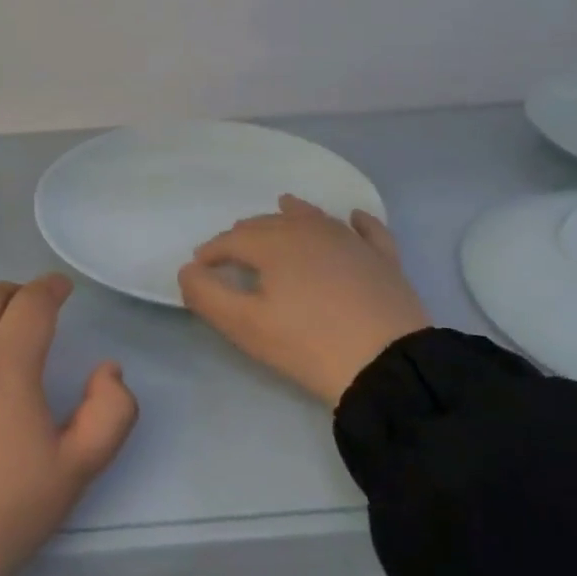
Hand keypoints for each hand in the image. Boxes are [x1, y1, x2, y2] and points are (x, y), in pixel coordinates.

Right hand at [178, 195, 429, 405]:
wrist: (388, 364)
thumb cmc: (308, 344)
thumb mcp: (245, 326)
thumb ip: (207, 295)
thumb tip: (188, 270)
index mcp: (274, 244)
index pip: (232, 240)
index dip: (211, 252)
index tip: (199, 268)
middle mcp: (311, 231)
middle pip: (269, 224)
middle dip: (245, 233)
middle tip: (232, 250)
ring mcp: (351, 241)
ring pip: (314, 217)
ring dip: (291, 215)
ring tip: (280, 211)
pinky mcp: (383, 259)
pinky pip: (367, 230)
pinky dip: (356, 221)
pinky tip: (352, 218)